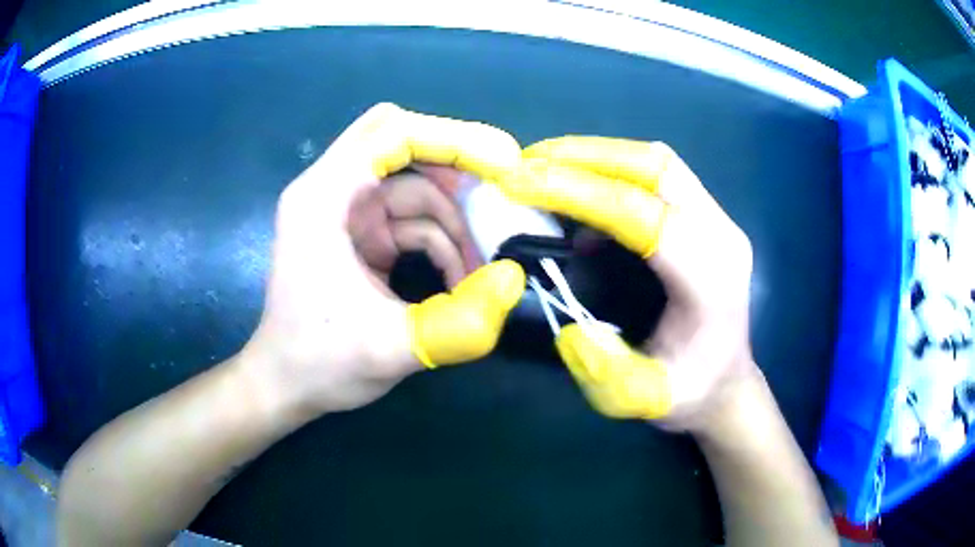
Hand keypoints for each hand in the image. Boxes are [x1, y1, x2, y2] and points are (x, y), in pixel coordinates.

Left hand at [239, 104, 524, 422]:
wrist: (286, 386)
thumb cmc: (319, 364)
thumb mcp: (388, 350)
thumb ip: (457, 323)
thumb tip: (513, 279)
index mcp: (322, 198)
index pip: (392, 134)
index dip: (453, 139)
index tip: (504, 166)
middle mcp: (332, 192)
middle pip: (404, 146)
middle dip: (457, 170)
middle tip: (503, 199)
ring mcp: (346, 213)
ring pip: (415, 190)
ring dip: (455, 225)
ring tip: (483, 271)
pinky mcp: (359, 237)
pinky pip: (411, 222)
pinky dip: (442, 245)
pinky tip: (459, 281)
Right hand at [497, 136, 756, 431]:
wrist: (728, 382)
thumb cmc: (691, 392)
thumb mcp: (646, 399)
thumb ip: (609, 373)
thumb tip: (570, 326)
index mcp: (710, 275)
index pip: (640, 211)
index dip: (575, 190)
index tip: (517, 181)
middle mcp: (720, 233)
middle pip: (653, 166)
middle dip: (584, 156)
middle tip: (525, 162)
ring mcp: (717, 219)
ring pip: (656, 162)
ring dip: (597, 155)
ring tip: (543, 165)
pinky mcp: (707, 216)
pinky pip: (658, 176)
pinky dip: (612, 170)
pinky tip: (578, 188)